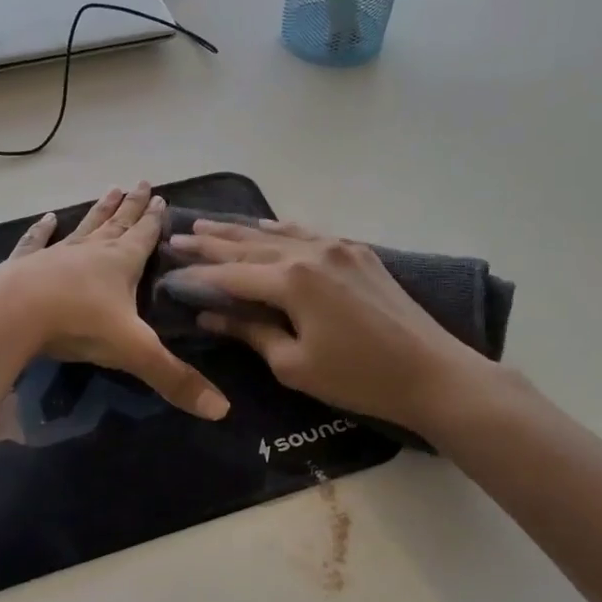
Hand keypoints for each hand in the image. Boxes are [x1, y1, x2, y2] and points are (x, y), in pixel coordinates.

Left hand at [0, 181, 229, 421]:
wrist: (12, 314)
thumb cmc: (78, 324)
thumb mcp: (134, 351)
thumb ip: (175, 378)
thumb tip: (222, 410)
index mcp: (120, 264)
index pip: (143, 237)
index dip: (154, 221)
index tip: (160, 197)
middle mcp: (91, 252)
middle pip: (116, 224)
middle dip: (131, 206)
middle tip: (140, 182)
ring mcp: (56, 254)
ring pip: (84, 227)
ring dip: (98, 211)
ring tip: (109, 190)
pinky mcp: (25, 265)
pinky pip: (37, 242)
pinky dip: (42, 230)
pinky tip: (47, 217)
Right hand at [167, 218, 507, 441]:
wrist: (432, 373)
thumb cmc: (358, 377)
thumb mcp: (294, 364)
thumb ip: (250, 332)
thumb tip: (211, 314)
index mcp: (291, 280)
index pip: (230, 274)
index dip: (197, 275)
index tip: (168, 270)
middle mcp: (309, 252)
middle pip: (247, 245)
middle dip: (209, 243)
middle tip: (176, 236)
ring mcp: (336, 247)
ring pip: (275, 233)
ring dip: (239, 231)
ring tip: (206, 224)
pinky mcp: (357, 252)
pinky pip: (307, 233)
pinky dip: (279, 229)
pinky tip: (264, 224)